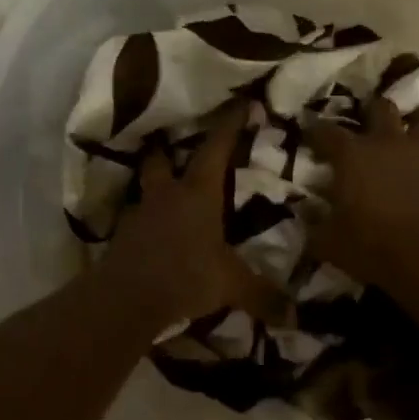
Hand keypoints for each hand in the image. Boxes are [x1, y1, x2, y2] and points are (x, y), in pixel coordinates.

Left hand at [99, 105, 288, 323]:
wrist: (126, 299)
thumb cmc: (185, 276)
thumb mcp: (230, 285)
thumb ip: (262, 295)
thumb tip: (295, 316)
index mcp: (198, 194)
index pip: (216, 149)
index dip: (229, 125)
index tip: (241, 102)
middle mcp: (167, 195)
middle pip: (161, 160)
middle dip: (168, 150)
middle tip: (175, 146)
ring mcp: (140, 215)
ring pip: (146, 190)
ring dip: (156, 189)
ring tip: (167, 195)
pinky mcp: (123, 238)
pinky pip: (137, 221)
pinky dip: (147, 222)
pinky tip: (156, 235)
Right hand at [309, 97, 418, 292]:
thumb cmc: (374, 247)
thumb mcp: (329, 242)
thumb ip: (314, 223)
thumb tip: (306, 212)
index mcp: (353, 155)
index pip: (326, 131)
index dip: (315, 131)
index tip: (309, 134)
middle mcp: (389, 143)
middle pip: (380, 108)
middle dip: (370, 112)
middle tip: (364, 127)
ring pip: (415, 127)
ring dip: (405, 135)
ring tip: (398, 151)